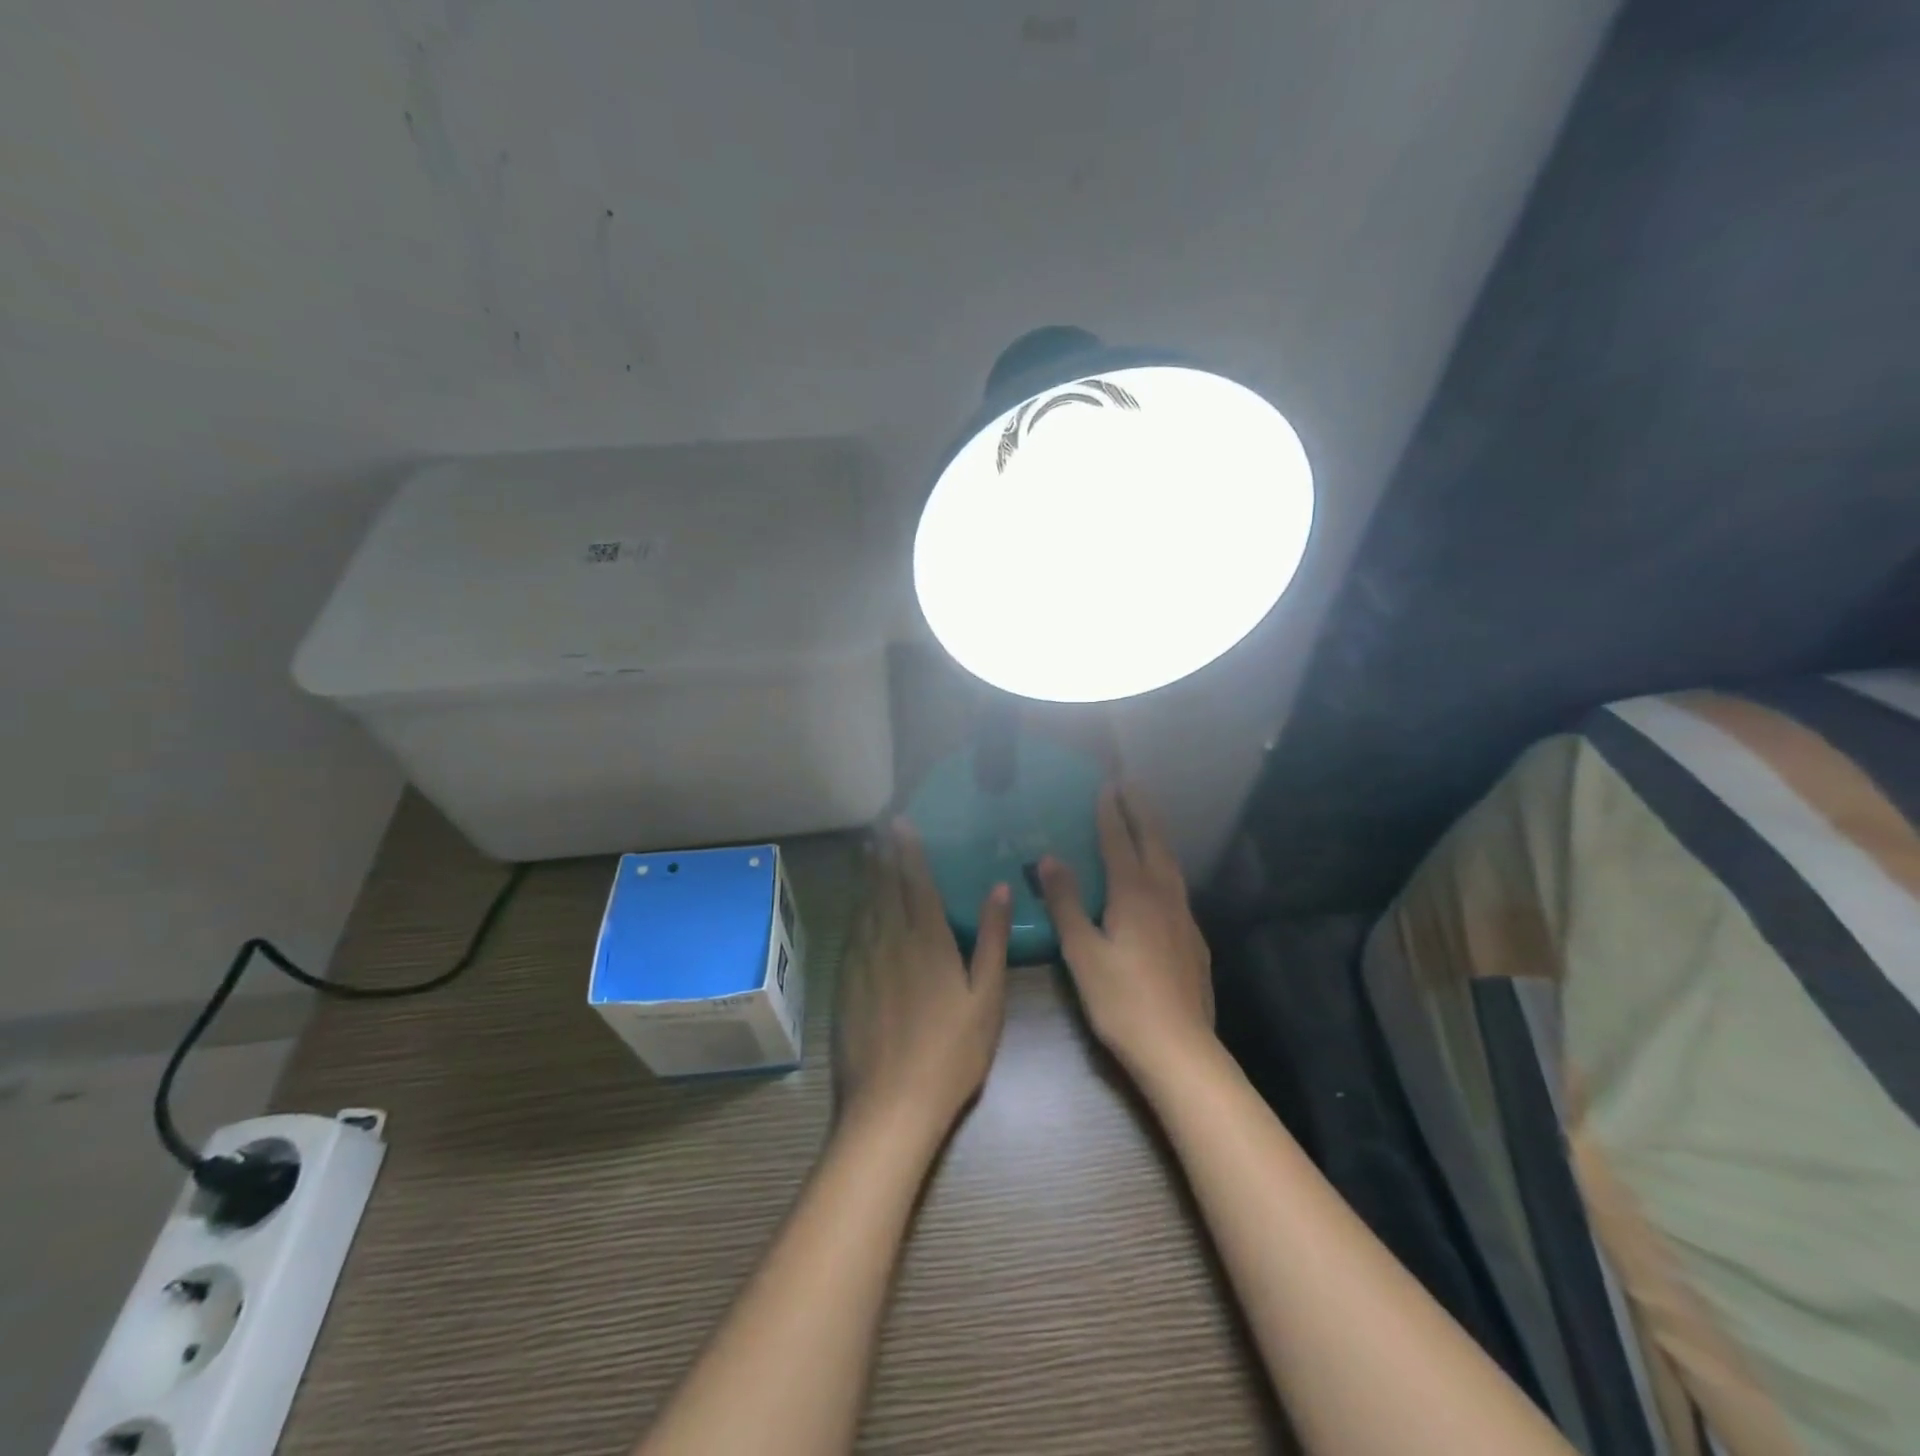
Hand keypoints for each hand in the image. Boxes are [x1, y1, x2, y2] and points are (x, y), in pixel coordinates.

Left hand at [835, 820, 1012, 1133]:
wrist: (890, 1105)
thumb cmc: (951, 1054)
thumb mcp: (986, 998)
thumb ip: (992, 940)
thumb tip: (1000, 888)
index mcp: (928, 940)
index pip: (917, 883)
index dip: (909, 851)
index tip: (901, 824)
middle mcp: (890, 940)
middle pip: (885, 887)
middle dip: (883, 855)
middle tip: (879, 828)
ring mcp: (862, 962)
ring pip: (864, 906)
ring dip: (867, 876)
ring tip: (867, 852)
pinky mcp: (844, 983)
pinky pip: (851, 933)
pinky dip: (855, 910)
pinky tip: (857, 907)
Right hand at [1038, 784, 1214, 1082]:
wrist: (1179, 1049)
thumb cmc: (1120, 1000)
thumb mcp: (1081, 952)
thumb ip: (1066, 902)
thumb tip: (1049, 858)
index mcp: (1134, 894)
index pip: (1119, 841)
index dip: (1111, 812)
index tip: (1106, 785)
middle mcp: (1163, 896)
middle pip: (1153, 842)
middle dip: (1140, 811)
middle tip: (1130, 785)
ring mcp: (1184, 917)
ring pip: (1171, 863)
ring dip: (1156, 835)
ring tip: (1146, 819)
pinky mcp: (1194, 939)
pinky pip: (1178, 886)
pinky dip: (1165, 865)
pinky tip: (1161, 880)